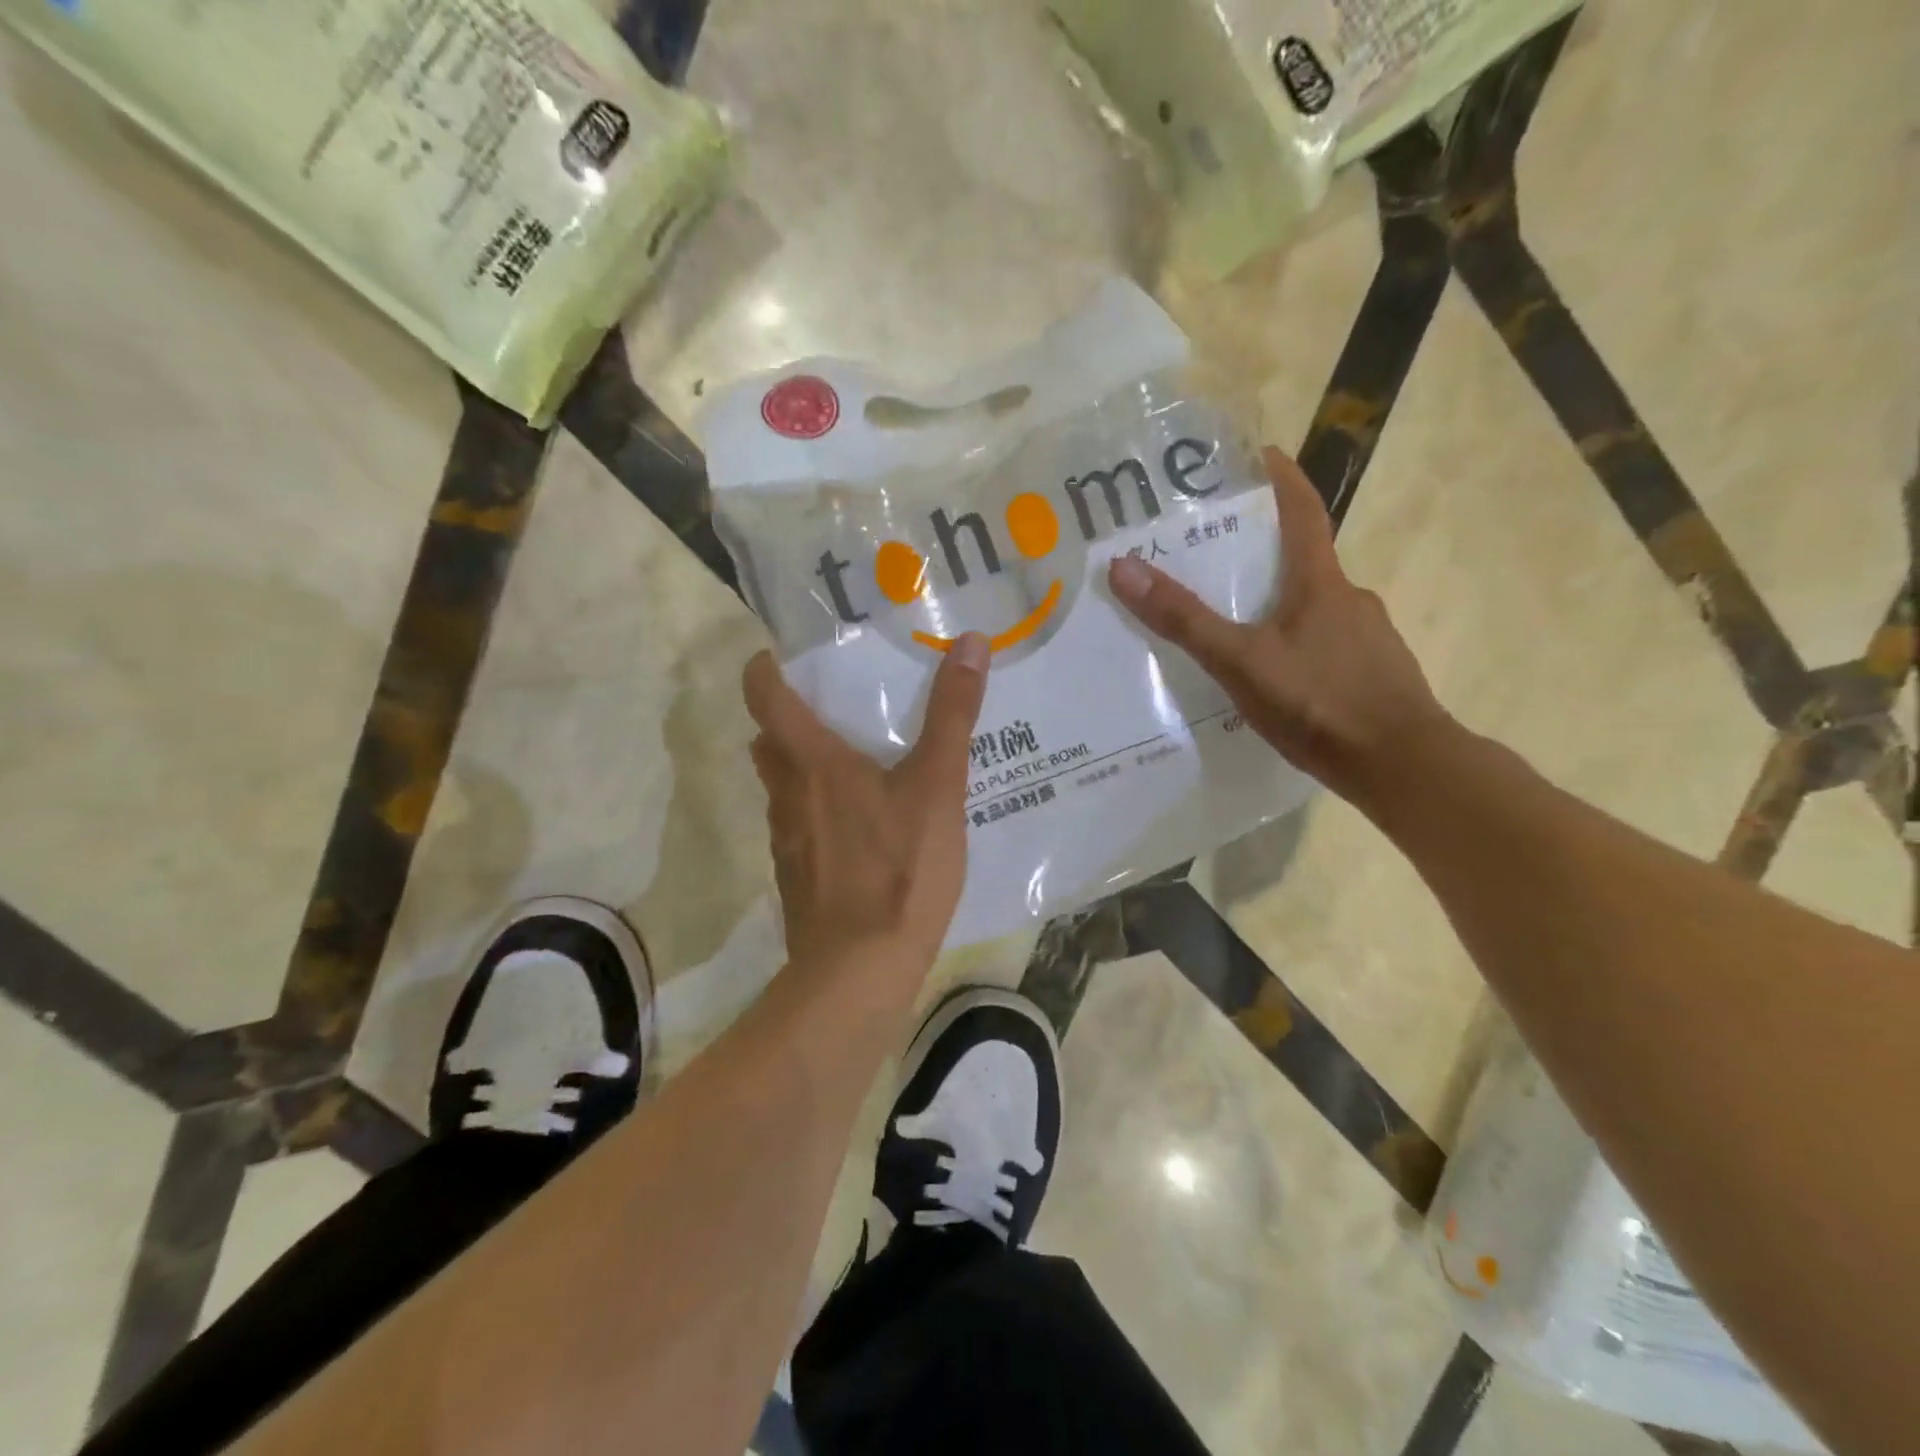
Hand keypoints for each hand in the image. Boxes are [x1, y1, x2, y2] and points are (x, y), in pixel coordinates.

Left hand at [744, 634, 990, 978]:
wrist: (859, 970)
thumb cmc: (899, 869)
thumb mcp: (937, 786)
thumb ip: (952, 715)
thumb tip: (970, 642)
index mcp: (813, 763)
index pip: (765, 697)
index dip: (765, 670)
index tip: (782, 656)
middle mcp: (787, 795)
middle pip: (769, 742)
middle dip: (789, 720)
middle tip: (833, 708)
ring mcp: (786, 841)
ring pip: (782, 788)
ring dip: (804, 768)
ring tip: (855, 765)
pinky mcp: (796, 878)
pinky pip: (799, 828)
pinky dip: (818, 814)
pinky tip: (862, 830)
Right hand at [1108, 445, 1447, 808]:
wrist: (1403, 766)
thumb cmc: (1321, 703)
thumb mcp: (1241, 661)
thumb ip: (1184, 620)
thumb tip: (1122, 567)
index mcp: (1321, 583)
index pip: (1303, 512)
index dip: (1282, 480)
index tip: (1261, 455)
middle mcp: (1350, 599)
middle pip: (1304, 561)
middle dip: (1264, 552)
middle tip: (1217, 559)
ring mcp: (1369, 638)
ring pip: (1316, 607)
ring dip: (1281, 604)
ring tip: (1238, 628)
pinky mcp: (1375, 674)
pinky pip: (1329, 645)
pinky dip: (1300, 645)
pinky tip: (1279, 678)